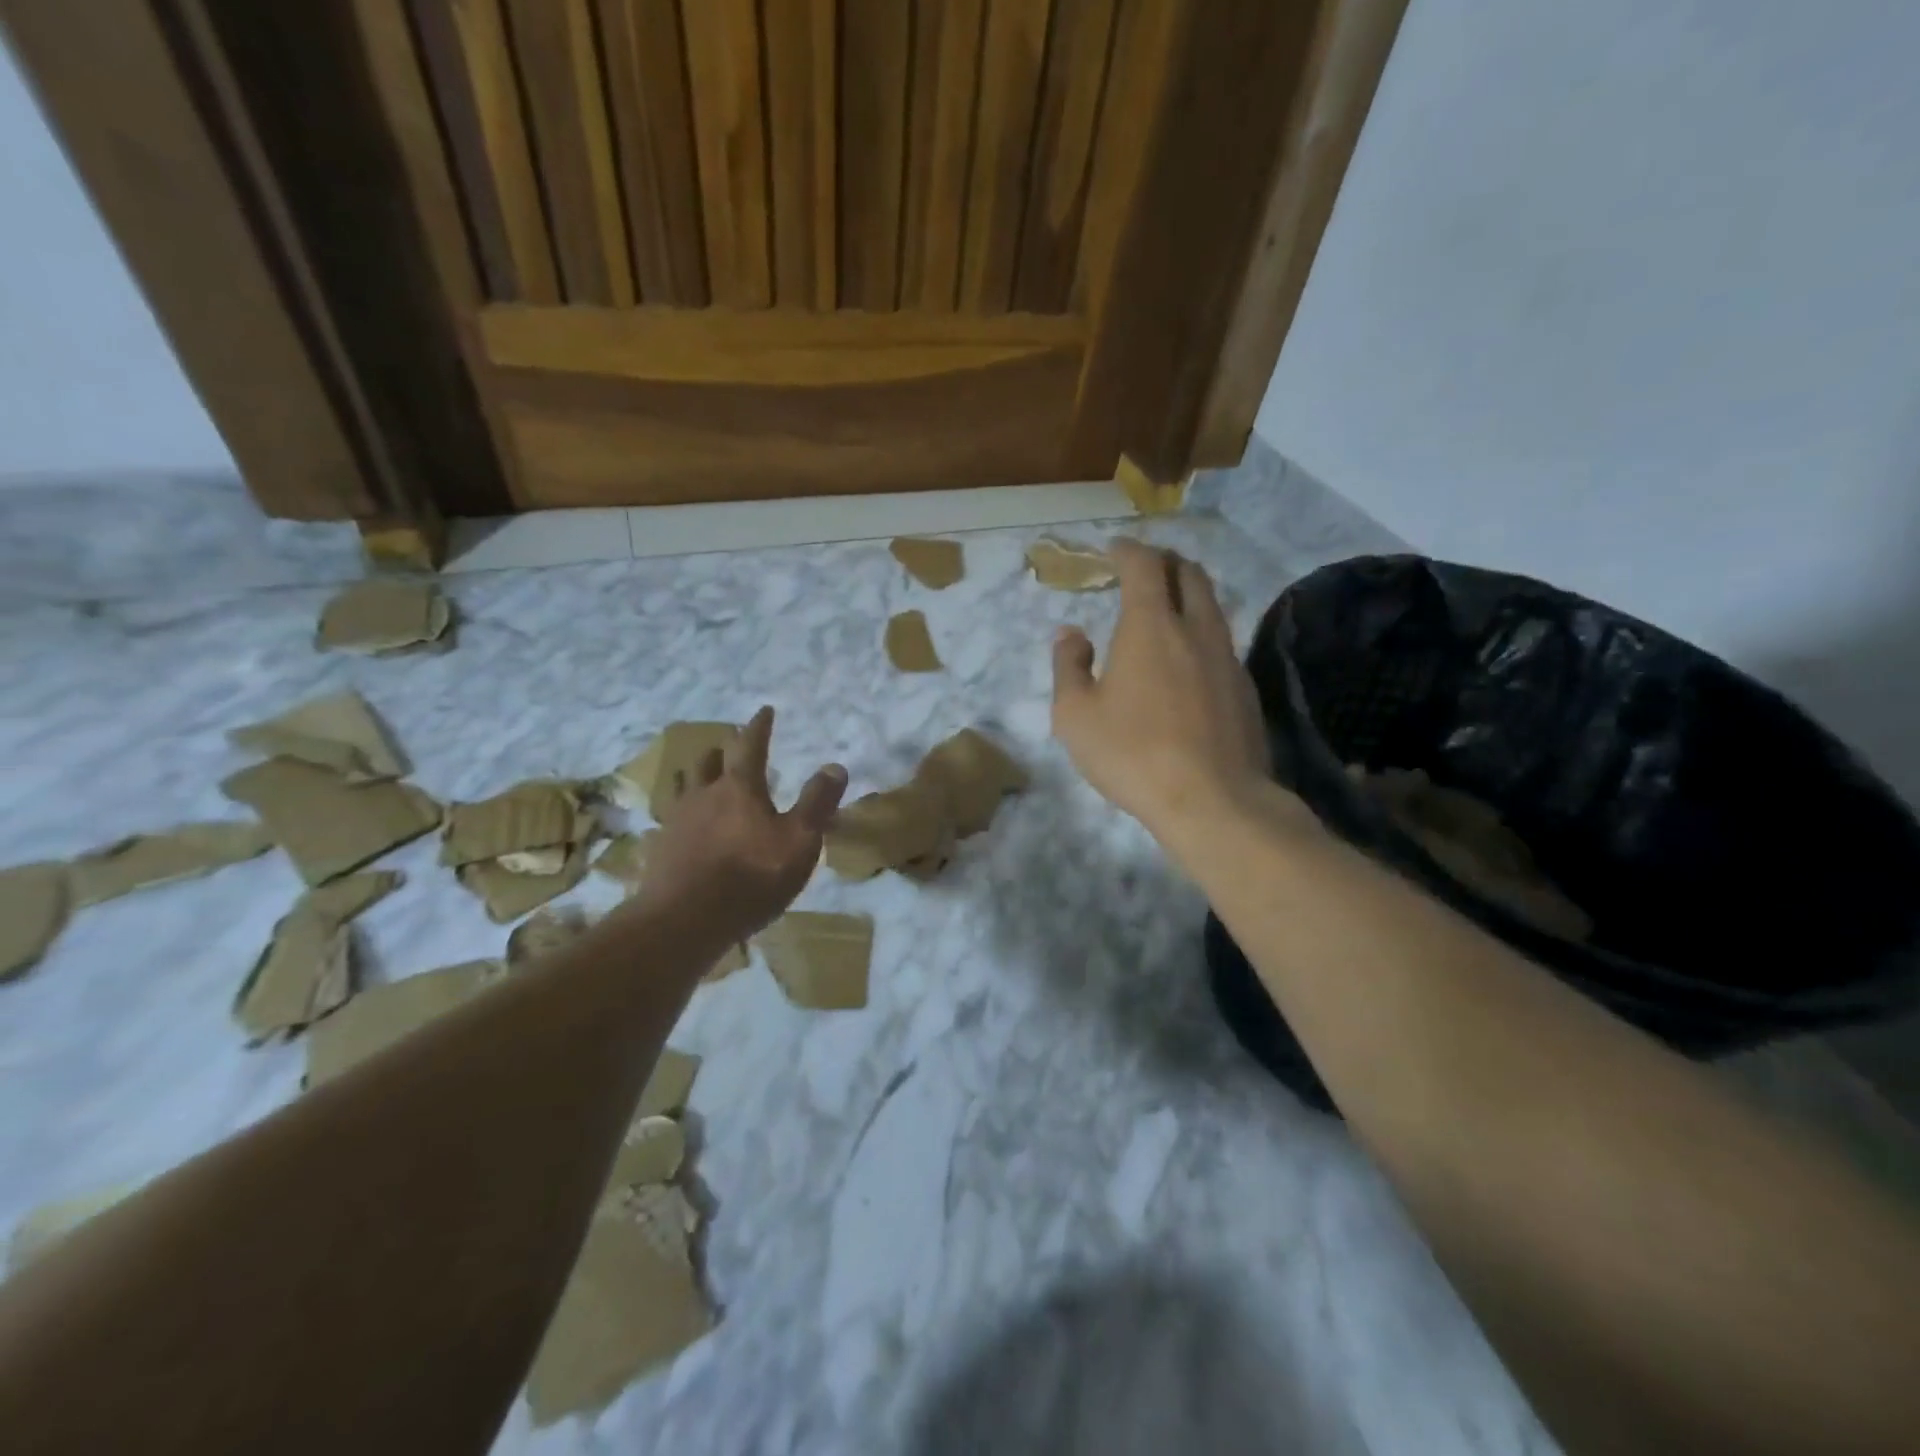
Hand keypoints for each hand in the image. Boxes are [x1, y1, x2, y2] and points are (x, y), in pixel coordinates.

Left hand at [633, 706, 846, 938]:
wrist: (684, 921)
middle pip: (710, 761)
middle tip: (732, 744)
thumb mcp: (799, 841)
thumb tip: (835, 766)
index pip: (751, 745)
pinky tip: (686, 824)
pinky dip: (684, 811)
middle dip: (724, 749)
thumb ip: (816, 803)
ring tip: (704, 775)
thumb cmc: (751, 877)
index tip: (764, 710)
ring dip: (698, 774)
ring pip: (686, 785)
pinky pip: (672, 817)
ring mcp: (678, 820)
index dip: (759, 726)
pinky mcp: (661, 848)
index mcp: (740, 788)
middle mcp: (704, 794)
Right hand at [1051, 540, 1272, 845]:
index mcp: (1150, 626)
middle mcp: (1196, 629)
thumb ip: (1068, 666)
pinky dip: (1201, 633)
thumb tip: (1070, 634)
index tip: (1114, 548)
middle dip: (1164, 561)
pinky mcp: (1245, 688)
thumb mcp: (1076, 716)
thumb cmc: (1132, 754)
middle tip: (1143, 569)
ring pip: (1212, 606)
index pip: (1143, 565)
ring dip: (1188, 594)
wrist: (1213, 800)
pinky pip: (1222, 643)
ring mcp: (1227, 658)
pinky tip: (1188, 662)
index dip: (1127, 550)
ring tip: (1166, 609)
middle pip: (1188, 574)